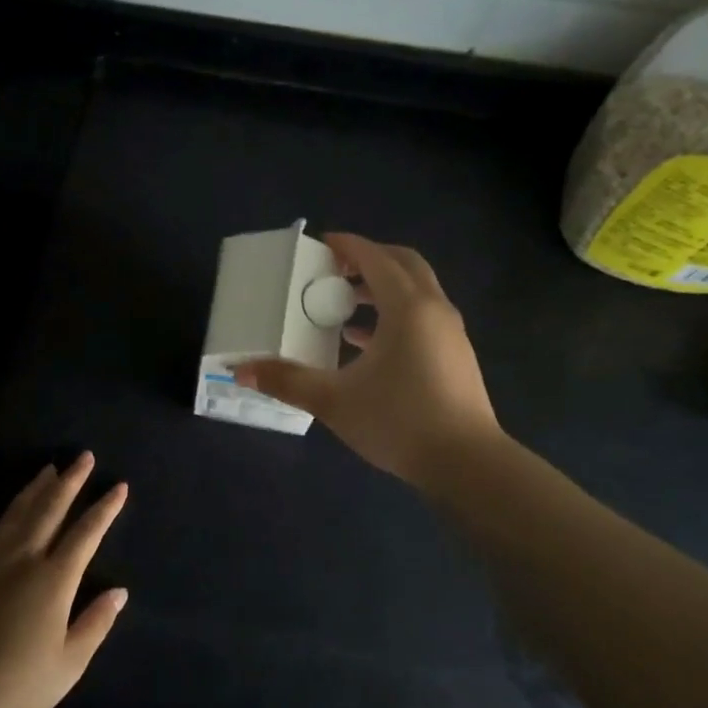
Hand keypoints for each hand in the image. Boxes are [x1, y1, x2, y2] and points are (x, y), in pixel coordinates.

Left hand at [0, 453, 128, 707]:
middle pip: (49, 511)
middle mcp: (23, 561)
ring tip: (46, 470)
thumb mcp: (70, 662)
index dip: (105, 509)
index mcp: (54, 579)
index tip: (119, 486)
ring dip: (32, 491)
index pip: (86, 534)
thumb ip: (96, 622)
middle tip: (82, 458)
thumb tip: (119, 592)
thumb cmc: (21, 686)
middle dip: (70, 482)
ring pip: (14, 517)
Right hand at [234, 233, 502, 489]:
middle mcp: (434, 309)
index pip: (376, 258)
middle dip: (370, 259)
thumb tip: (240, 369)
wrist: (467, 464)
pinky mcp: (456, 356)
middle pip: (404, 264)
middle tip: (335, 270)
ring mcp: (450, 333)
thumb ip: (287, 380)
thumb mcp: (334, 400)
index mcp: (407, 307)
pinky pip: (423, 317)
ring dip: (383, 289)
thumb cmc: (399, 421)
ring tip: (345, 306)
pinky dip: (395, 315)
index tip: (321, 243)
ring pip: (416, 291)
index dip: (348, 245)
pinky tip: (366, 344)